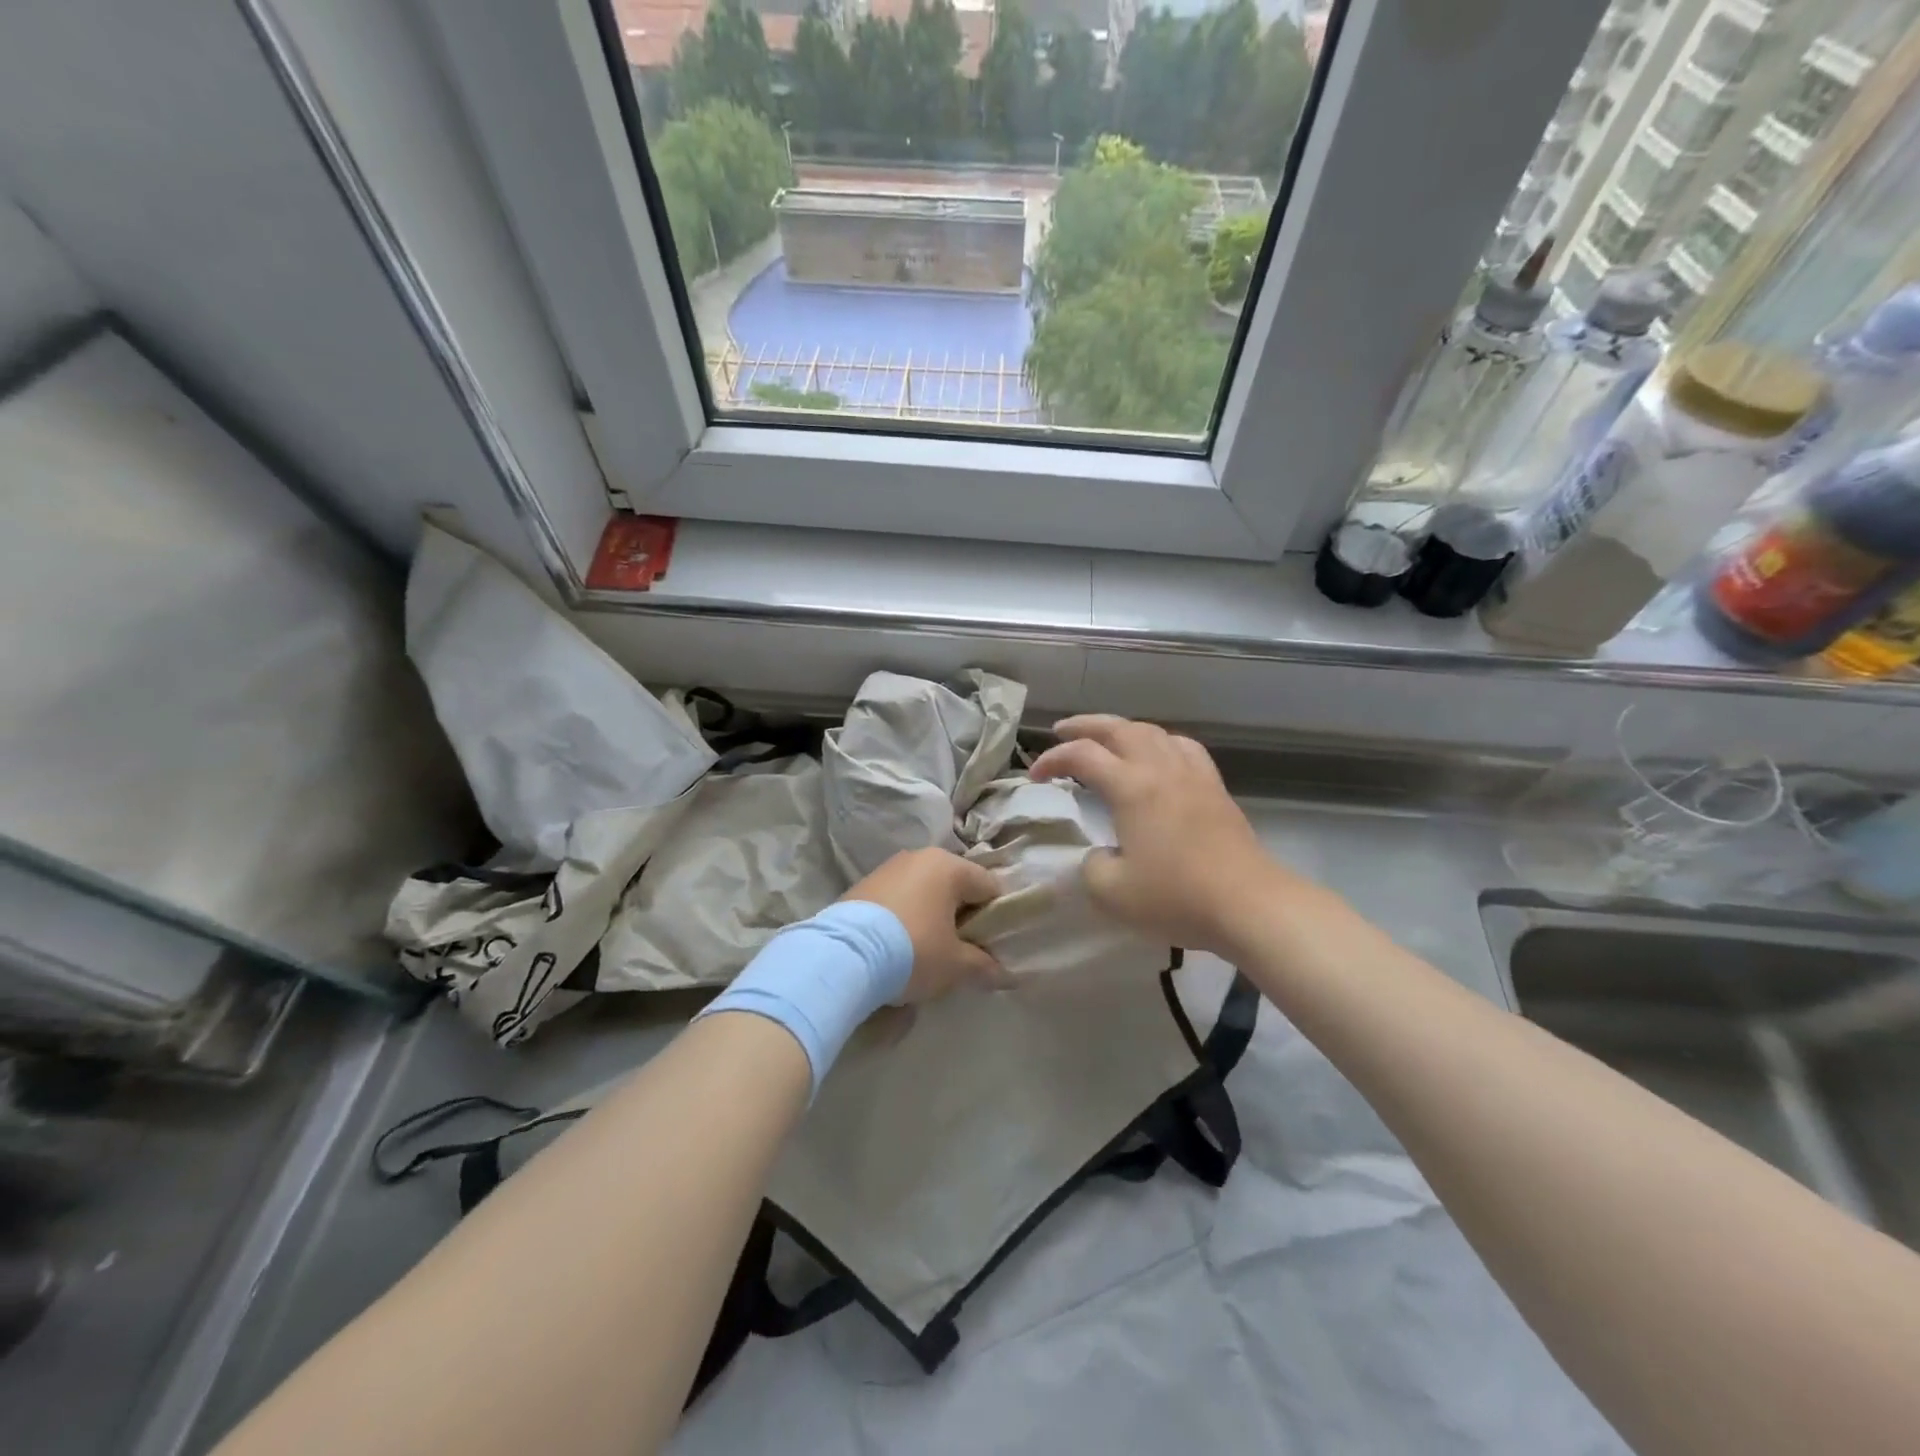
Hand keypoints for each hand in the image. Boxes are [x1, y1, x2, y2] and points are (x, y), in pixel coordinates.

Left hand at [842, 848, 1005, 1001]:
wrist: (842, 956)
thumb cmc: (912, 951)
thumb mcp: (955, 965)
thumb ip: (983, 967)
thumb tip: (1005, 976)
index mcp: (948, 866)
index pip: (988, 886)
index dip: (996, 917)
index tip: (991, 946)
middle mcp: (919, 857)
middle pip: (954, 886)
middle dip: (961, 916)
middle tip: (960, 951)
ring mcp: (887, 868)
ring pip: (924, 891)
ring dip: (931, 916)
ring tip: (926, 951)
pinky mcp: (862, 885)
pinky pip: (897, 899)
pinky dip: (904, 917)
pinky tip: (897, 946)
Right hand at [1029, 715, 1306, 957]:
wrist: (1249, 904)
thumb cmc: (1176, 897)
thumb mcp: (1112, 893)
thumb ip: (1091, 867)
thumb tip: (1099, 854)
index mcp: (1131, 787)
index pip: (1082, 756)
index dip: (1052, 760)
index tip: (1034, 777)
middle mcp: (1161, 769)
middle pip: (1119, 728)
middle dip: (1085, 725)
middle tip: (1062, 731)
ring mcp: (1193, 775)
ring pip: (1153, 732)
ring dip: (1123, 729)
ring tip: (1108, 739)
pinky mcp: (1215, 788)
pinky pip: (1183, 748)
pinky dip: (1160, 742)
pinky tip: (1159, 755)